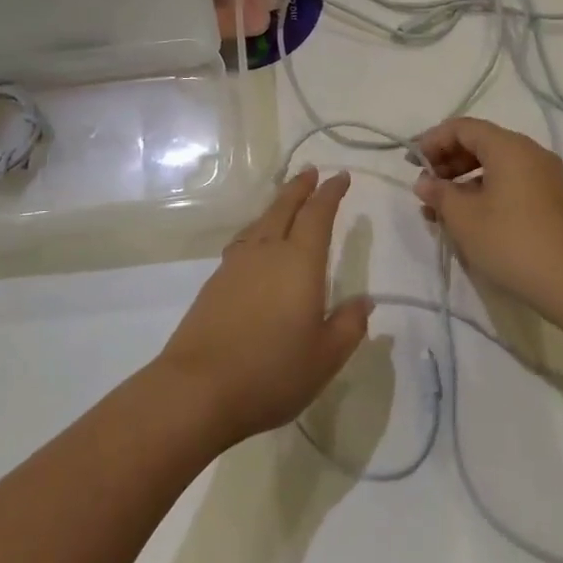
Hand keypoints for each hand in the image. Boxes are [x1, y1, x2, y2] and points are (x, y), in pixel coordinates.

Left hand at [154, 167, 372, 447]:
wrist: (198, 389)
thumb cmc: (272, 372)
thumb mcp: (325, 357)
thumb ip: (349, 325)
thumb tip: (364, 301)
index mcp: (299, 263)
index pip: (317, 215)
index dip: (330, 193)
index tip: (340, 177)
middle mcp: (266, 253)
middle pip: (283, 208)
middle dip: (299, 188)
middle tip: (310, 172)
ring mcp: (235, 266)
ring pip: (259, 223)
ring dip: (276, 206)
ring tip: (285, 203)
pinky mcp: (214, 284)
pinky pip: (242, 242)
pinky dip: (257, 231)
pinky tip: (256, 245)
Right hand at [412, 117, 562, 317]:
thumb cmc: (512, 242)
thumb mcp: (464, 218)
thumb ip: (439, 193)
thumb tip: (425, 182)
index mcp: (509, 147)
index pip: (463, 128)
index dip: (432, 140)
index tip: (411, 163)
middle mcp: (530, 153)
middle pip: (481, 143)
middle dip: (447, 161)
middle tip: (425, 186)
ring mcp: (545, 177)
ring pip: (496, 166)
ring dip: (464, 180)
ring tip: (440, 208)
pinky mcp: (552, 200)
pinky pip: (511, 183)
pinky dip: (485, 192)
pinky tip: (468, 218)